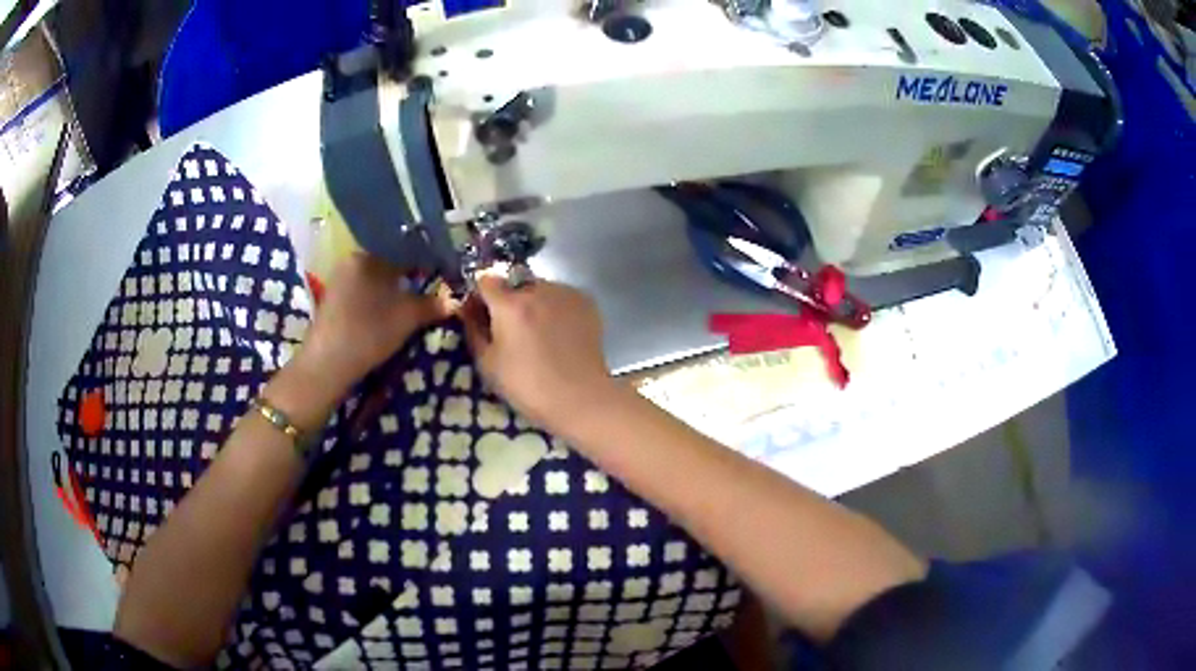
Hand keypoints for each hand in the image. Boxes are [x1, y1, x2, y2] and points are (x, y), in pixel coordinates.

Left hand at [296, 253, 445, 391]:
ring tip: (413, 306)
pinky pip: (364, 293)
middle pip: (389, 264)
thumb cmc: (368, 332)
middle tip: (430, 292)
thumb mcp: (408, 318)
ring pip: (376, 280)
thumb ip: (432, 304)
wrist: (327, 364)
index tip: (443, 276)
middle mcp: (351, 261)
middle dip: (410, 277)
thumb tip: (454, 299)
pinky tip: (389, 316)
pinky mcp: (333, 302)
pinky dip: (379, 301)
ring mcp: (339, 282)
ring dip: (394, 291)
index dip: (427, 263)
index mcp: (367, 255)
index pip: (405, 250)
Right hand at [461, 275, 616, 430]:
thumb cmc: (528, 387)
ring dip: (535, 303)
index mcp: (509, 305)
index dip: (481, 296)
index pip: (486, 280)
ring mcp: (565, 293)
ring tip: (540, 333)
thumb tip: (468, 309)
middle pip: (514, 284)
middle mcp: (538, 290)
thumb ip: (474, 329)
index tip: (482, 314)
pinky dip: (556, 309)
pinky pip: (562, 297)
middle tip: (513, 330)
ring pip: (540, 289)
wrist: (580, 398)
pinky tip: (560, 334)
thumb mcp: (487, 364)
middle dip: (509, 301)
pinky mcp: (586, 302)